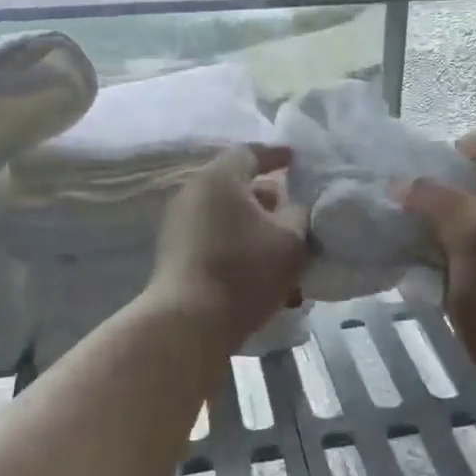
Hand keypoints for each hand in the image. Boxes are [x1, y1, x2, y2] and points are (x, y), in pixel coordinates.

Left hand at [148, 144, 309, 350]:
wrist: (189, 323)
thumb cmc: (244, 270)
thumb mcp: (291, 240)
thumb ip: (300, 214)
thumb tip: (296, 207)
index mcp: (220, 179)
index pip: (250, 153)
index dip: (277, 156)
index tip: (297, 161)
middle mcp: (194, 194)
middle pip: (236, 186)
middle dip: (268, 198)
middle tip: (293, 210)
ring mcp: (179, 226)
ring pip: (227, 218)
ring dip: (255, 228)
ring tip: (282, 249)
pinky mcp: (175, 256)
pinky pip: (215, 241)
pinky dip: (239, 247)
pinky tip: (261, 273)